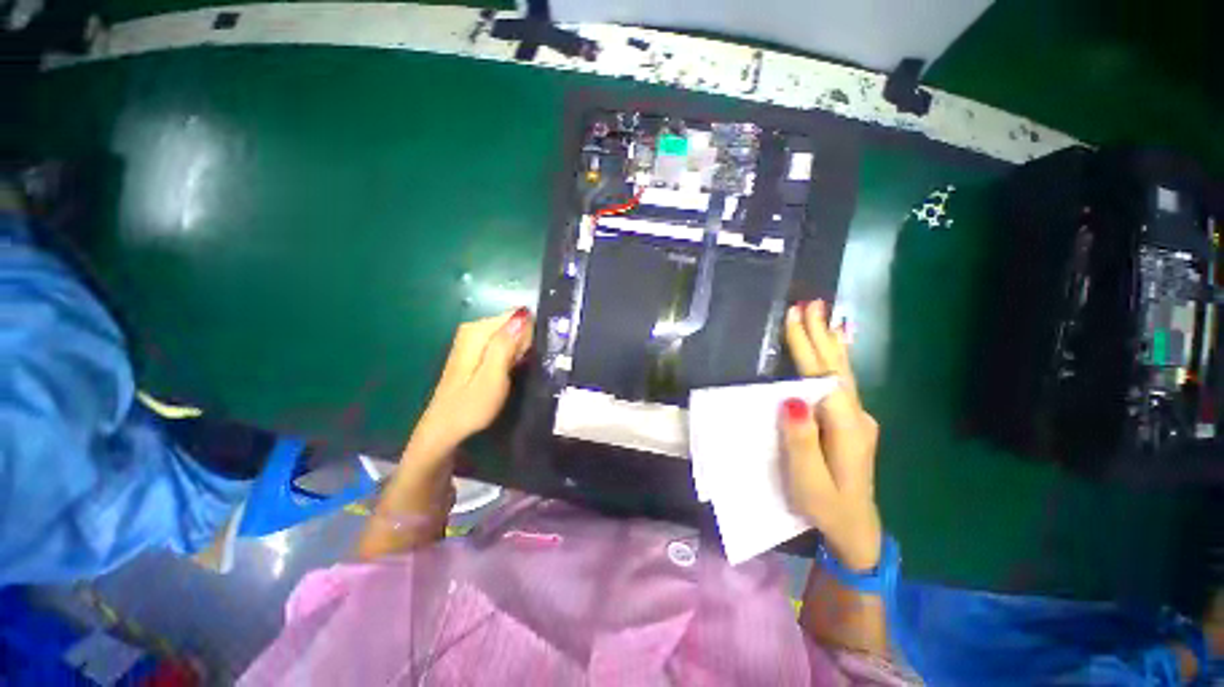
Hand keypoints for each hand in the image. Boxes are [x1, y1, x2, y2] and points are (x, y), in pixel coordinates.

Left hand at [410, 308, 533, 457]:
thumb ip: (505, 344)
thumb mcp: (493, 376)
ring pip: (509, 335)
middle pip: (512, 324)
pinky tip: (510, 370)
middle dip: (524, 342)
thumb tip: (522, 315)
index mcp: (476, 331)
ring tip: (517, 370)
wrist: (445, 429)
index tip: (529, 355)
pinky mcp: (475, 351)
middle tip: (521, 366)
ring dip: (519, 350)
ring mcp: (473, 340)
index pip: (515, 316)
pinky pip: (503, 344)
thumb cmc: (471, 406)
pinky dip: (511, 355)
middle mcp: (473, 329)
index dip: (528, 333)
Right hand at [780, 300, 881, 570]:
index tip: (796, 316)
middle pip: (837, 367)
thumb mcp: (809, 481)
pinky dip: (837, 360)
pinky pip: (842, 382)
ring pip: (843, 372)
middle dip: (822, 334)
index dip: (807, 345)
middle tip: (811, 303)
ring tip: (825, 316)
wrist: (855, 530)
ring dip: (831, 342)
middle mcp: (857, 416)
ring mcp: (857, 419)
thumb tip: (792, 398)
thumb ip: (802, 440)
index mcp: (846, 427)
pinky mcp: (851, 423)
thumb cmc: (826, 507)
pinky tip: (838, 349)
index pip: (823, 377)